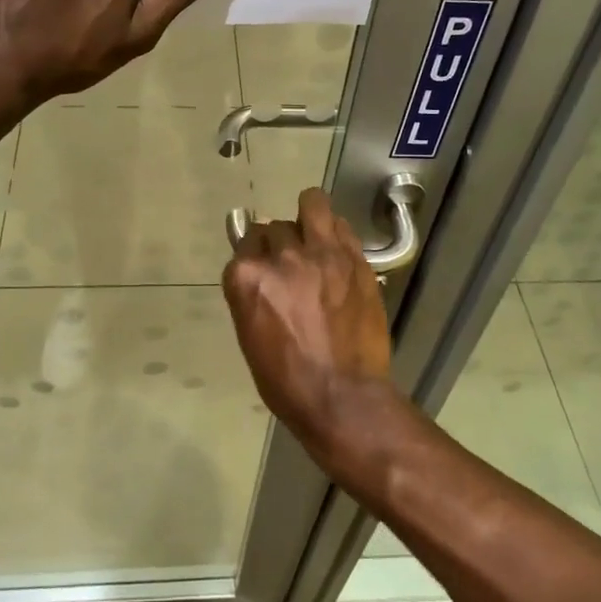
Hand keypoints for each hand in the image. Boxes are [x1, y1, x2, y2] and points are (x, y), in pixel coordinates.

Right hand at [222, 187, 397, 463]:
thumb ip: (251, 292)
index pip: (245, 243)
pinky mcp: (355, 260)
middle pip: (275, 228)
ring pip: (312, 204)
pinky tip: (336, 249)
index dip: (255, 256)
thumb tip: (256, 268)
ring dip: (308, 215)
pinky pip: (341, 225)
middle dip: (280, 243)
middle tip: (291, 264)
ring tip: (314, 233)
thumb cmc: (286, 379)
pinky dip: (334, 232)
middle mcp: (282, 257)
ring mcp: (322, 255)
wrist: (341, 397)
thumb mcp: (250, 334)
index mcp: (247, 278)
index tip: (263, 268)